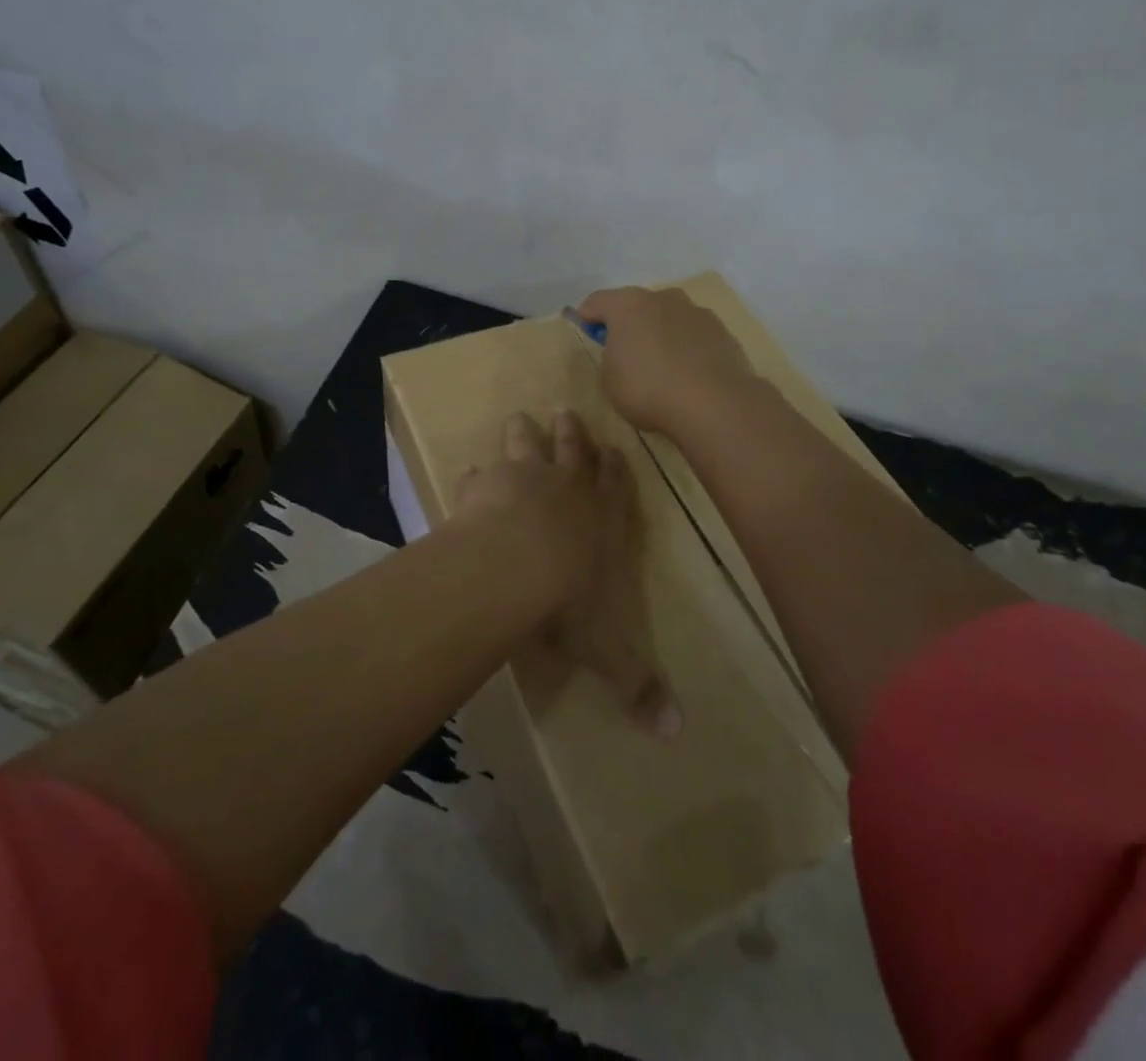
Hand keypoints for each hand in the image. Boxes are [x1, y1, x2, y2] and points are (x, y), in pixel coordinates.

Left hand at [454, 410, 681, 739]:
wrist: (514, 567)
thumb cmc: (569, 602)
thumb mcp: (609, 650)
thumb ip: (638, 685)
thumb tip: (676, 735)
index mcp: (602, 519)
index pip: (616, 484)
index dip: (615, 467)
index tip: (614, 447)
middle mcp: (567, 489)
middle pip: (573, 449)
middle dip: (572, 433)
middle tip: (567, 411)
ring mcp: (524, 479)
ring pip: (527, 445)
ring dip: (524, 432)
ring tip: (520, 417)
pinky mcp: (485, 484)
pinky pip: (480, 474)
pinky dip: (476, 474)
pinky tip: (469, 469)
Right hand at [576, 286, 760, 438]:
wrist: (713, 404)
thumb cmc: (648, 389)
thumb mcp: (610, 380)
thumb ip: (611, 357)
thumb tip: (622, 351)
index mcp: (628, 305)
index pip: (598, 301)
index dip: (588, 316)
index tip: (586, 332)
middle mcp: (663, 298)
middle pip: (638, 305)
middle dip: (629, 323)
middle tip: (625, 351)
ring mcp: (697, 312)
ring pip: (670, 317)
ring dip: (661, 333)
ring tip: (662, 365)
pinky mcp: (722, 332)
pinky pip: (695, 336)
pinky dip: (687, 347)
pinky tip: (688, 374)